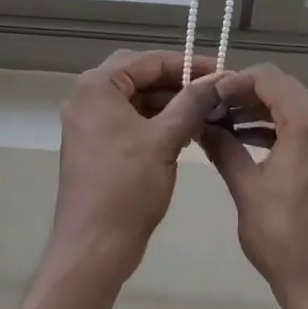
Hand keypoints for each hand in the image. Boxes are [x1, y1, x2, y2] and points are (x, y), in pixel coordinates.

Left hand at [49, 49, 220, 283]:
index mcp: (97, 86)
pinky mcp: (95, 145)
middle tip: (212, 90)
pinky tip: (185, 132)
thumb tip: (219, 78)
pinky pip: (129, 120)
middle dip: (177, 82)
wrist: (94, 247)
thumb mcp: (165, 139)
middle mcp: (87, 96)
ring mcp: (88, 122)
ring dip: (168, 102)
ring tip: (206, 112)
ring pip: (135, 99)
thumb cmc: (127, 187)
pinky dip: (155, 121)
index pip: (147, 61)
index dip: (187, 64)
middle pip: (139, 75)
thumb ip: (192, 103)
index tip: (221, 71)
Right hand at [202, 65, 307, 308]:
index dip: (235, 81)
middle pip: (282, 89)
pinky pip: (303, 129)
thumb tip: (201, 125)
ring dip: (258, 111)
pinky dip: (275, 129)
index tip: (208, 96)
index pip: (268, 78)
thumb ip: (223, 147)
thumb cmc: (284, 237)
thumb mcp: (246, 188)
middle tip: (212, 108)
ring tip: (222, 124)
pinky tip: (245, 141)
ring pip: (292, 108)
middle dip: (245, 94)